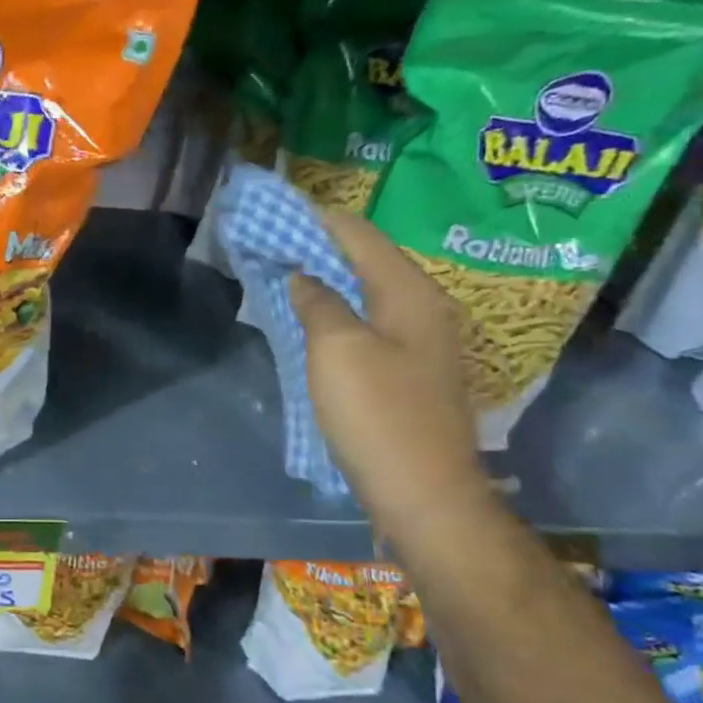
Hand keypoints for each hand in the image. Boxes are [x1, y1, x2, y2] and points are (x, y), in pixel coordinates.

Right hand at [289, 207, 494, 545]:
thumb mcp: (337, 350)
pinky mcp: (411, 373)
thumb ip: (318, 303)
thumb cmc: (379, 415)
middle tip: (277, 240)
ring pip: (368, 294)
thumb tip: (304, 277)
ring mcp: (421, 344)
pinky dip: (339, 312)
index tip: (281, 208)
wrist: (425, 495)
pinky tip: (314, 320)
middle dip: (322, 247)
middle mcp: (424, 309)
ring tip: (287, 273)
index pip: (361, 236)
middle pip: (368, 262)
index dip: (320, 219)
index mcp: (411, 293)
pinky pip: (369, 324)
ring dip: (329, 281)